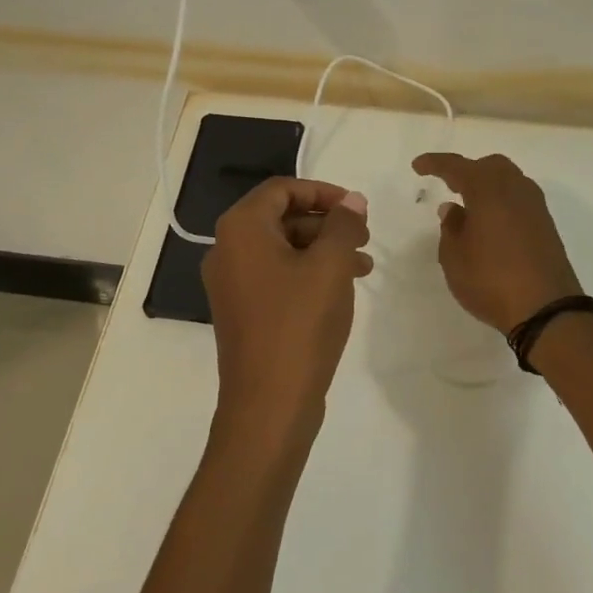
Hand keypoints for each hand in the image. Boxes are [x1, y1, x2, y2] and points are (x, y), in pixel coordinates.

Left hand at [202, 178, 372, 449]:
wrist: (269, 404)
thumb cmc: (299, 324)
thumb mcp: (330, 267)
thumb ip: (343, 225)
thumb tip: (352, 200)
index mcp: (241, 229)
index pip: (281, 189)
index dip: (322, 192)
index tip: (356, 207)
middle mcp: (227, 249)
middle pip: (281, 217)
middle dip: (326, 223)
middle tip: (364, 237)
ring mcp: (232, 283)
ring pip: (283, 249)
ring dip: (323, 249)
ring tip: (364, 266)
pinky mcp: (243, 310)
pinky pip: (277, 276)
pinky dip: (309, 273)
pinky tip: (342, 288)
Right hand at [411, 152, 580, 332]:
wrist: (547, 309)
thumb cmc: (491, 280)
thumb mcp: (455, 258)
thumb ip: (450, 228)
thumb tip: (453, 209)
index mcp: (488, 191)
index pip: (458, 166)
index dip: (436, 163)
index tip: (418, 166)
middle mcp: (515, 190)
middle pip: (490, 166)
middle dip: (467, 170)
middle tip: (448, 184)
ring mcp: (535, 207)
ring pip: (509, 180)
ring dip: (487, 185)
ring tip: (469, 204)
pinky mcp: (546, 226)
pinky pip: (519, 199)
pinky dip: (502, 201)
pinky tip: (491, 222)